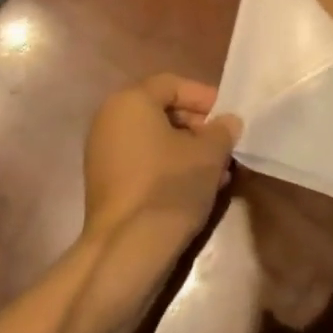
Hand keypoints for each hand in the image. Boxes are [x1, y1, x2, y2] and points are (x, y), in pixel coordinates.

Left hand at [82, 75, 242, 248]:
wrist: (127, 248)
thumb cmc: (169, 186)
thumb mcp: (208, 154)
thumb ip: (222, 131)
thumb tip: (228, 122)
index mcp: (130, 101)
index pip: (172, 84)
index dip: (204, 97)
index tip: (229, 117)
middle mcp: (110, 119)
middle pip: (161, 111)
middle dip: (197, 127)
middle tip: (225, 146)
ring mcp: (103, 151)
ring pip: (154, 140)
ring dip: (187, 151)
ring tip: (218, 172)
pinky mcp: (105, 181)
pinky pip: (143, 161)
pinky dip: (168, 167)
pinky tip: (196, 188)